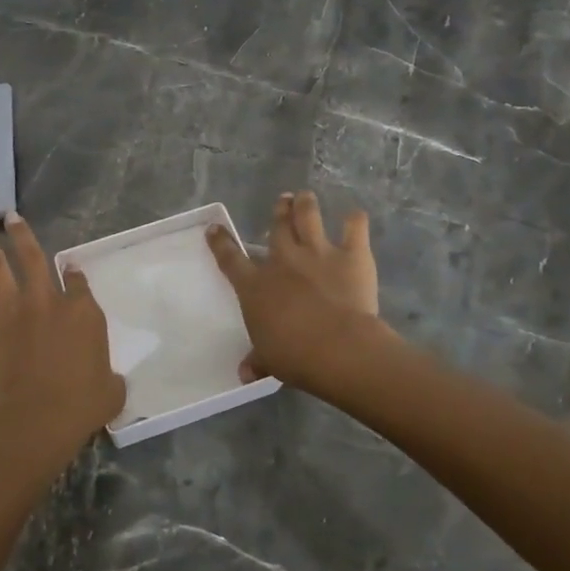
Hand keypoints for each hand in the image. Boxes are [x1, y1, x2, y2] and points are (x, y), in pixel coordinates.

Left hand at [0, 212, 125, 465]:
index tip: (70, 265)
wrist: (38, 418)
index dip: (74, 272)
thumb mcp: (111, 389)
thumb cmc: (82, 405)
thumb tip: (109, 378)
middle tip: (11, 215)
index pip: (78, 283)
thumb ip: (110, 375)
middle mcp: (45, 302)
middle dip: (22, 234)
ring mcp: (10, 313)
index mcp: (81, 313)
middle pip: (33, 258)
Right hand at [206, 191, 391, 395]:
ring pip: (308, 217)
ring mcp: (317, 253)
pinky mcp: (351, 255)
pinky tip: (355, 216)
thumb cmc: (294, 355)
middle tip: (283, 200)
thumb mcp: (269, 360)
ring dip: (305, 204)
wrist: (337, 348)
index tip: (214, 228)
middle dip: (279, 210)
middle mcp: (283, 260)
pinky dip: (355, 220)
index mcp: (256, 285)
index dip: (221, 242)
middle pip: (277, 226)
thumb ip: (258, 361)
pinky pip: (354, 228)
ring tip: (305, 196)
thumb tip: (244, 374)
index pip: (231, 258)